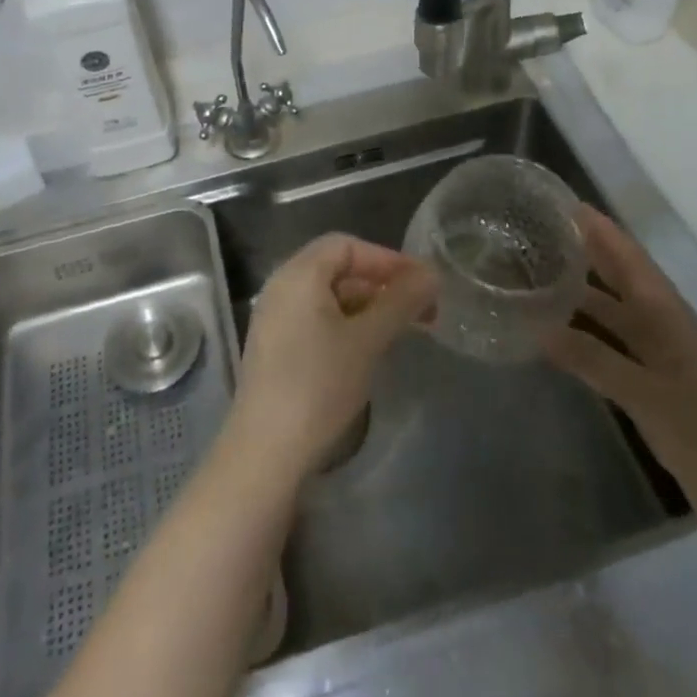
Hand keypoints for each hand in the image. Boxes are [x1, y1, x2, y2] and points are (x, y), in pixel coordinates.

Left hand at [228, 234, 436, 481]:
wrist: (266, 451)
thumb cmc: (319, 385)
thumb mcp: (367, 340)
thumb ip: (400, 302)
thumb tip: (431, 273)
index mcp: (298, 273)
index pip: (347, 245)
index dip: (387, 259)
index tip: (421, 283)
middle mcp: (281, 286)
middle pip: (337, 267)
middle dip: (381, 283)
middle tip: (420, 309)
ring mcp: (274, 317)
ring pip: (328, 295)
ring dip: (367, 305)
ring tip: (401, 330)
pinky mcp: (275, 346)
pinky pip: (315, 317)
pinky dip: (346, 322)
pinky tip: (368, 348)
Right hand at [540, 207, 696, 554]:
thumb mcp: (651, 399)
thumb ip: (595, 360)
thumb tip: (538, 325)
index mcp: (674, 321)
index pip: (633, 263)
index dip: (604, 232)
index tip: (568, 205)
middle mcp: (668, 332)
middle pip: (624, 282)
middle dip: (590, 254)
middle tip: (544, 233)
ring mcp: (664, 363)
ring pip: (618, 316)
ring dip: (585, 296)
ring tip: (541, 277)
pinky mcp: (658, 392)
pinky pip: (615, 349)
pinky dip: (588, 336)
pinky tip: (561, 337)